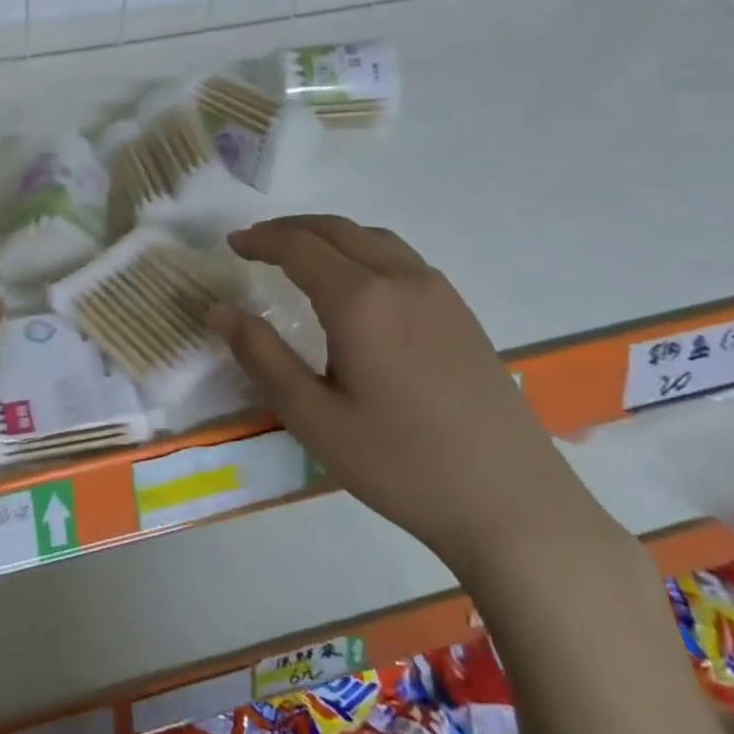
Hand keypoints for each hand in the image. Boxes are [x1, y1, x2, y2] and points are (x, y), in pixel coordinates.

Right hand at [214, 215, 620, 575]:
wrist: (513, 505)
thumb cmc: (400, 463)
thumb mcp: (313, 417)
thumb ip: (261, 356)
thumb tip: (220, 311)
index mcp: (360, 300)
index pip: (299, 246)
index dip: (261, 239)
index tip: (232, 244)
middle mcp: (401, 280)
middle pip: (337, 229)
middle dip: (291, 228)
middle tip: (257, 242)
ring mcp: (439, 294)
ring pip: (373, 238)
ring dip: (329, 235)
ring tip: (300, 256)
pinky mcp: (462, 314)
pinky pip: (401, 258)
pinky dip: (363, 250)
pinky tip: (356, 284)